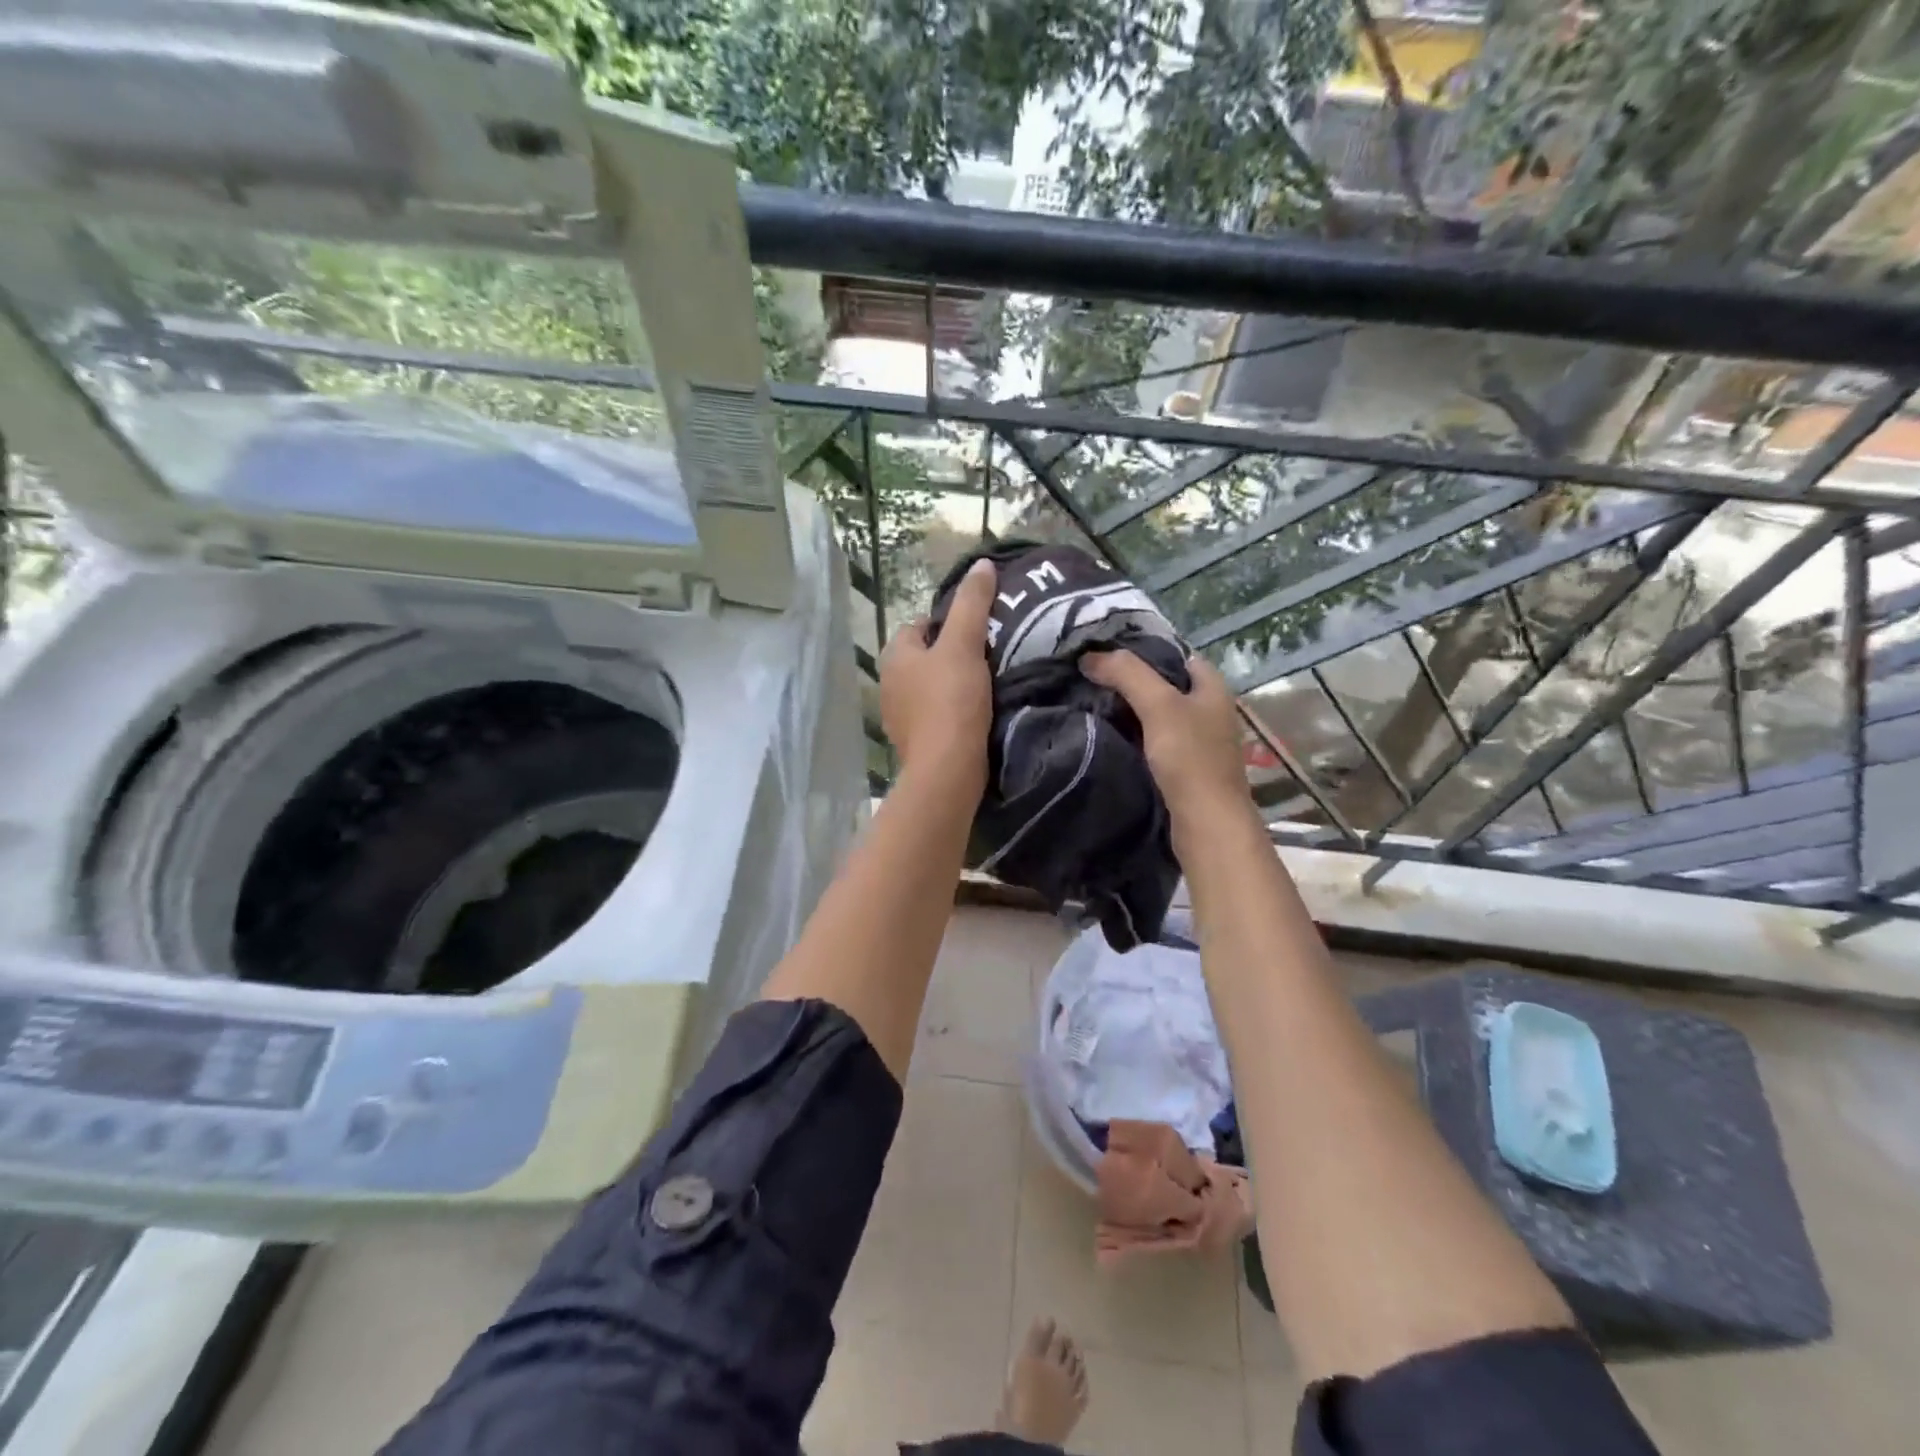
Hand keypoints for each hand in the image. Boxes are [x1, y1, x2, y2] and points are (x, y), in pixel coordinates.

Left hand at [880, 558, 996, 788]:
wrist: (947, 769)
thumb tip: (982, 564)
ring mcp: (897, 715)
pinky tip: (975, 715)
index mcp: (894, 654)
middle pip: (925, 656)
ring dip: (952, 684)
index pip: (920, 624)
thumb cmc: (952, 701)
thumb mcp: (965, 644)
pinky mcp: (913, 741)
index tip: (980, 633)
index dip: (950, 624)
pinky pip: (934, 714)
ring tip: (985, 686)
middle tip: (988, 657)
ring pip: (929, 686)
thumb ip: (972, 603)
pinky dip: (951, 711)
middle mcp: (888, 682)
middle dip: (952, 654)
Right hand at [1081, 648, 1254, 828]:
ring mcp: (1199, 742)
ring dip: (1130, 711)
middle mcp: (1210, 711)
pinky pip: (1155, 742)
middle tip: (1091, 678)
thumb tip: (1089, 656)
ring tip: (1092, 703)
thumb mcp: (1158, 705)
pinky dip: (1134, 737)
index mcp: (1213, 688)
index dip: (1143, 651)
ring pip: (1159, 716)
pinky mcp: (1186, 769)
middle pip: (1166, 686)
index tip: (1105, 654)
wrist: (1207, 824)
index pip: (1177, 655)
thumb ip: (1126, 674)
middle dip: (1131, 681)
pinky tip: (1109, 737)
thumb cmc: (1190, 758)